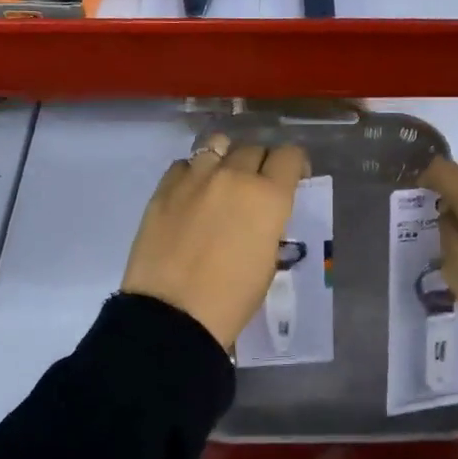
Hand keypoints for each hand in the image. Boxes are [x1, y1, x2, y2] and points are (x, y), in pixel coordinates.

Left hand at [122, 134, 308, 351]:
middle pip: (254, 148)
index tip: (290, 180)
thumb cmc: (232, 299)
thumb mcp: (268, 260)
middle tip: (254, 189)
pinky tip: (190, 196)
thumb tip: (259, 215)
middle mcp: (234, 175)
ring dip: (225, 158)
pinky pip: (184, 165)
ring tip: (220, 182)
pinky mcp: (163, 188)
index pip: (289, 155)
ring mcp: (195, 178)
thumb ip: (268, 224)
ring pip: (217, 144)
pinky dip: (192, 174)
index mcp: (268, 196)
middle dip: (260, 164)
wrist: (173, 314)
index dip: (293, 165)